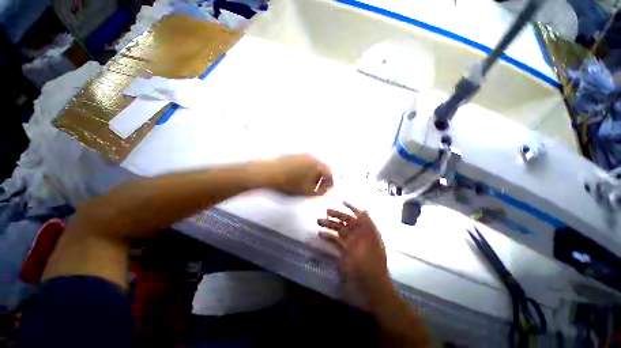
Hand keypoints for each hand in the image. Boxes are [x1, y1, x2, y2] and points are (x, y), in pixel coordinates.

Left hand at [261, 154, 332, 195]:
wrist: (266, 173)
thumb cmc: (288, 184)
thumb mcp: (306, 192)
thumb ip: (320, 192)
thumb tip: (325, 190)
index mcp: (316, 165)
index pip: (329, 174)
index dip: (330, 183)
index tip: (328, 190)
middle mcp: (310, 157)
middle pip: (322, 168)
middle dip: (323, 178)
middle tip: (319, 187)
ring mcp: (301, 155)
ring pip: (313, 165)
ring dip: (314, 174)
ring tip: (309, 184)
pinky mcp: (293, 156)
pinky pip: (305, 163)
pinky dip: (306, 170)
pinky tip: (299, 178)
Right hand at [317, 202, 391, 298]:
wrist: (371, 287)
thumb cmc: (371, 264)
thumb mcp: (371, 243)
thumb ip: (367, 226)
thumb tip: (364, 210)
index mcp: (367, 232)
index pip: (359, 216)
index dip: (352, 207)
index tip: (341, 201)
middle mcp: (359, 235)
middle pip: (347, 222)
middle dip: (337, 215)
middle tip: (326, 211)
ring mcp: (351, 244)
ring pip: (339, 230)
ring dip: (330, 225)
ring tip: (319, 221)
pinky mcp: (344, 252)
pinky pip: (336, 242)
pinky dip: (328, 237)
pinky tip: (321, 234)